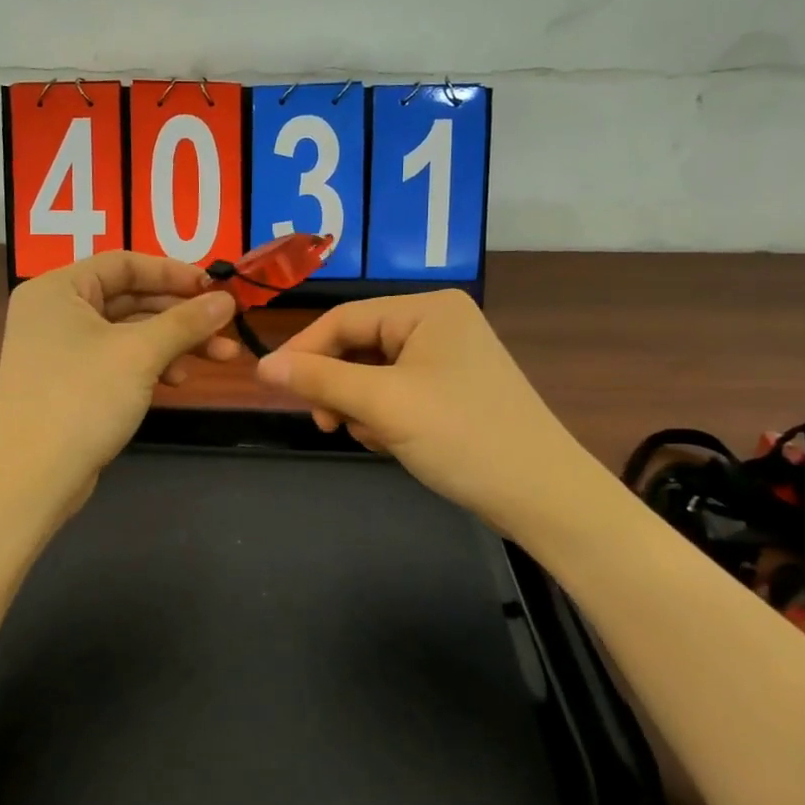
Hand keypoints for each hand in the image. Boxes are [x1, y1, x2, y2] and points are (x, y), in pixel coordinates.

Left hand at [0, 252, 238, 503]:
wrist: (31, 478)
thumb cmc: (82, 399)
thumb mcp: (140, 354)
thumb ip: (186, 322)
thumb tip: (227, 299)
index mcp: (57, 289)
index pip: (124, 263)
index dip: (173, 273)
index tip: (215, 288)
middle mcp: (54, 311)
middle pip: (129, 298)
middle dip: (181, 314)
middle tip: (226, 326)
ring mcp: (60, 349)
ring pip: (128, 332)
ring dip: (174, 342)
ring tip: (220, 357)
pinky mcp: (69, 382)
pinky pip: (117, 358)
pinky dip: (150, 364)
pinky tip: (177, 380)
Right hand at [254, 290, 590, 530]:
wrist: (542, 496)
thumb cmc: (462, 436)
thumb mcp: (383, 404)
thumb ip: (319, 380)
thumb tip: (262, 366)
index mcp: (428, 309)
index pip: (344, 318)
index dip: (304, 350)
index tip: (272, 386)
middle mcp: (439, 323)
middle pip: (359, 346)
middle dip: (338, 386)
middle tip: (326, 425)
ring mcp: (449, 359)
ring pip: (374, 374)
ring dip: (360, 406)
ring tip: (371, 438)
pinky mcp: (454, 392)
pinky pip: (397, 393)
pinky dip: (384, 417)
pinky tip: (391, 443)